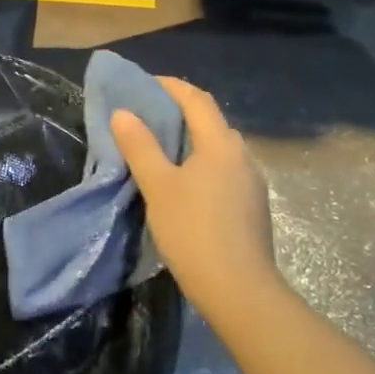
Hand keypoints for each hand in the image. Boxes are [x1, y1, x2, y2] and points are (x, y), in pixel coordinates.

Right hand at [112, 77, 277, 316]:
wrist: (239, 291)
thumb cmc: (193, 231)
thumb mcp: (158, 186)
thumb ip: (140, 146)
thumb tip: (123, 113)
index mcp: (221, 145)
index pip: (197, 100)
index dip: (171, 86)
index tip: (145, 82)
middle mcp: (242, 157)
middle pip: (211, 122)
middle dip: (180, 112)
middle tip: (147, 115)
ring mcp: (251, 184)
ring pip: (218, 149)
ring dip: (190, 141)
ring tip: (160, 149)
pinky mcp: (251, 208)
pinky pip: (222, 171)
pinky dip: (200, 164)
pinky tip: (182, 184)